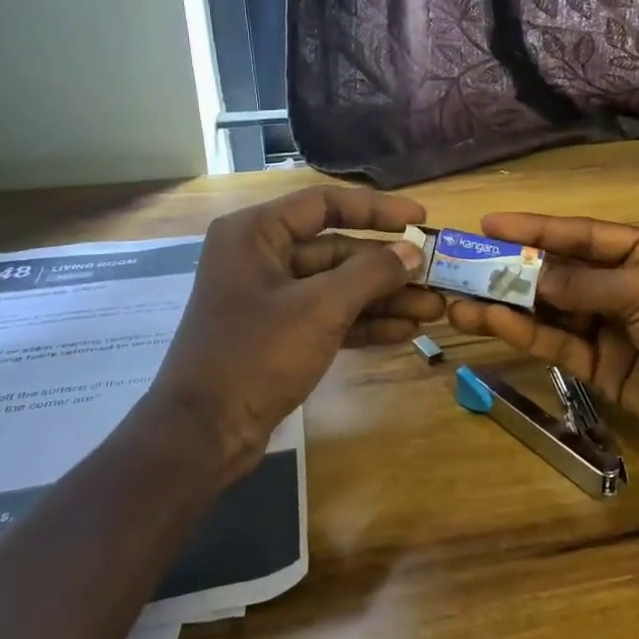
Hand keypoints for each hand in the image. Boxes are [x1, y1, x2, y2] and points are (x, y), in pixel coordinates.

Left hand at [150, 187, 440, 473]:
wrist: (203, 434)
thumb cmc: (256, 354)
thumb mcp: (320, 308)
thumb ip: (371, 273)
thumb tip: (413, 252)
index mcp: (256, 233)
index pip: (325, 204)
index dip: (377, 209)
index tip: (420, 220)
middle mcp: (261, 257)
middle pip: (337, 249)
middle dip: (388, 266)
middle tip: (435, 275)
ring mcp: (270, 298)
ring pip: (338, 286)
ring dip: (384, 298)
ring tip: (433, 308)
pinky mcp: (279, 333)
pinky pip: (329, 316)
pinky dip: (364, 322)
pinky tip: (405, 331)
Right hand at [444, 214, 638, 475]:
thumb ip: (586, 285)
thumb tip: (532, 277)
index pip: (581, 235)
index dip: (535, 229)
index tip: (489, 225)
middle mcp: (625, 286)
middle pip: (560, 272)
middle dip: (513, 268)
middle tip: (464, 264)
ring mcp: (612, 329)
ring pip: (551, 311)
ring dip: (508, 305)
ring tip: (459, 299)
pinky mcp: (602, 369)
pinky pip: (558, 344)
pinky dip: (525, 334)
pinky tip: (491, 323)